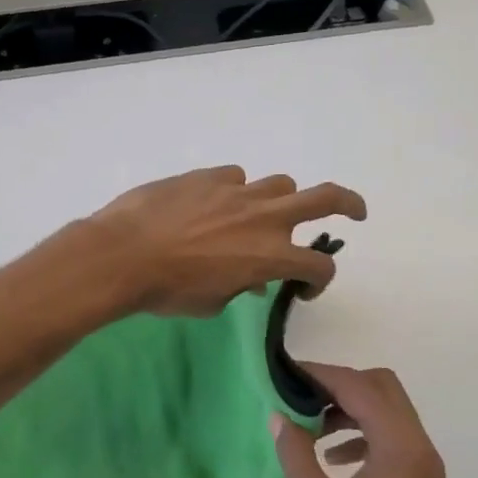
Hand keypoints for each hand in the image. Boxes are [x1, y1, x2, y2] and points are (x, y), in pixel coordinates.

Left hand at [88, 166, 366, 317]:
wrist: (122, 254)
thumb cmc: (168, 291)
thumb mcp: (212, 302)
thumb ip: (239, 288)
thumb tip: (248, 279)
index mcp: (272, 256)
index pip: (320, 265)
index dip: (321, 280)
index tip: (305, 288)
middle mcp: (266, 218)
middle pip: (326, 198)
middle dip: (349, 204)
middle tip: (355, 212)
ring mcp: (239, 191)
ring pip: (280, 184)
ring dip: (279, 201)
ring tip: (260, 215)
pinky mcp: (209, 175)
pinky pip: (235, 178)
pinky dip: (233, 192)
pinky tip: (210, 205)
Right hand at [273, 363, 454, 477]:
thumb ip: (295, 452)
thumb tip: (278, 415)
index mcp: (400, 447)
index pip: (360, 388)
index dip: (322, 375)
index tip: (289, 372)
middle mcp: (420, 447)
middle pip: (382, 389)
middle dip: (340, 385)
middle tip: (301, 395)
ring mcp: (425, 467)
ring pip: (389, 412)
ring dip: (352, 408)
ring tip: (311, 427)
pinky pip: (393, 439)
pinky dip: (364, 434)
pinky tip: (333, 458)